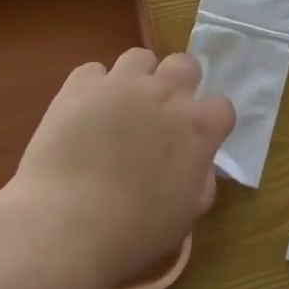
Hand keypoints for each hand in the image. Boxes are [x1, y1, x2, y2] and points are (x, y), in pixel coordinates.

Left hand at [9, 49, 235, 288]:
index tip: (196, 141)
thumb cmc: (135, 231)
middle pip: (186, 63)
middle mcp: (166, 94)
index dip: (210, 123)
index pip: (222, 107)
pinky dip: (93, 87)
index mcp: (199, 128)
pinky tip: (84, 112)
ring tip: (121, 106)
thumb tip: (198, 164)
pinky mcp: (80, 85)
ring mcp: (122, 84)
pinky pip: (93, 70)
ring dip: (137, 77)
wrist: (66, 225)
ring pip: (140, 57)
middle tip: (161, 113)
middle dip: (180, 83)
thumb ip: (201, 181)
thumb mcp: (186, 215)